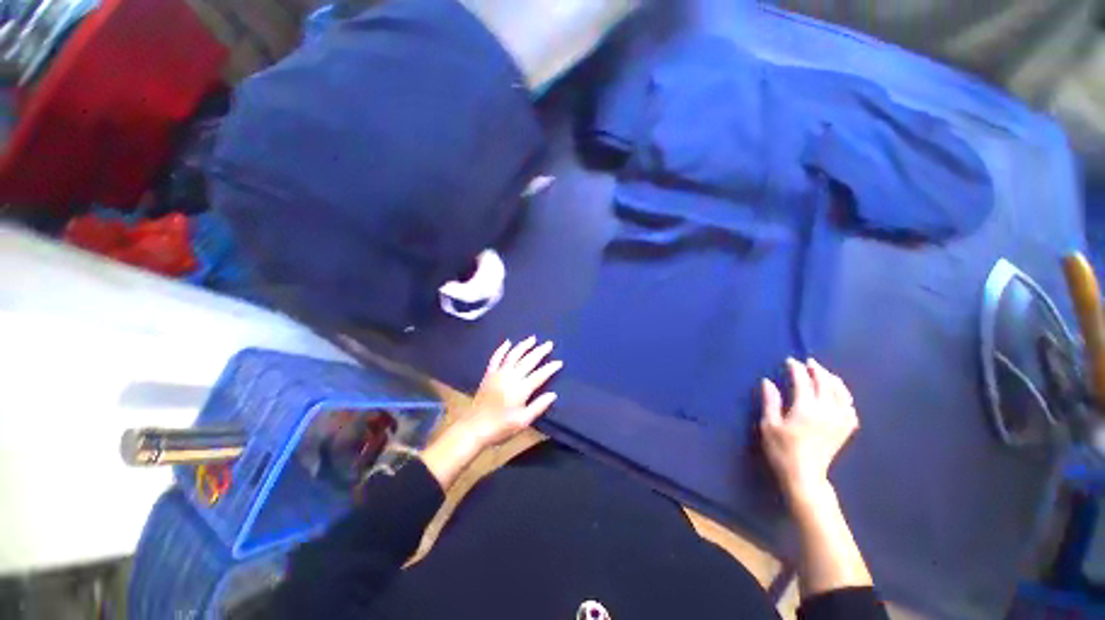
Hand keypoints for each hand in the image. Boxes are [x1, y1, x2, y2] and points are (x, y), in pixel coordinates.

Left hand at [459, 337, 562, 449]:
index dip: (550, 368)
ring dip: (523, 345)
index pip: (540, 375)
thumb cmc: (500, 427)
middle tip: (549, 344)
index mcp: (520, 390)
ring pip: (513, 355)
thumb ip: (538, 406)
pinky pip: (496, 358)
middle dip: (540, 351)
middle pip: (528, 361)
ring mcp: (498, 374)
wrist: (474, 428)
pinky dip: (502, 349)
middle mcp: (510, 377)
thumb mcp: (523, 422)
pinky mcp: (488, 374)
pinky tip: (508, 342)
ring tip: (533, 338)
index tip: (559, 361)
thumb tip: (553, 394)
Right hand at [760, 358, 857, 504]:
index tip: (789, 361)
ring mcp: (839, 421)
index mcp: (806, 409)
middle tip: (807, 362)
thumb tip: (767, 381)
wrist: (804, 476)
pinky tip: (839, 396)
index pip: (803, 381)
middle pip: (826, 383)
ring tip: (824, 374)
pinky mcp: (845, 430)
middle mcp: (826, 411)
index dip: (796, 368)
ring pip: (842, 393)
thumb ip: (770, 401)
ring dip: (833, 380)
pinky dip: (845, 397)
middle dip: (816, 369)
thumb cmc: (782, 450)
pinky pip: (850, 408)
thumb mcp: (769, 425)